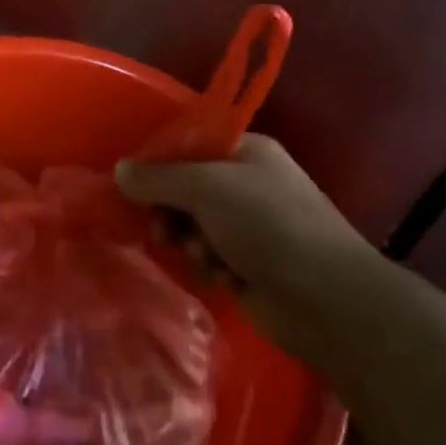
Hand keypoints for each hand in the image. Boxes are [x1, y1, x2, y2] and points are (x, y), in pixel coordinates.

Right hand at [117, 134, 372, 360]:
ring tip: (204, 257)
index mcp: (245, 151)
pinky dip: (210, 267)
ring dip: (191, 242)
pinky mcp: (248, 264)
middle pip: (185, 188)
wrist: (326, 299)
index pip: (188, 145)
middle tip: (163, 230)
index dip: (159, 163)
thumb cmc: (268, 225)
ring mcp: (249, 226)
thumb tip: (119, 170)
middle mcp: (246, 183)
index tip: (132, 184)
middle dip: (172, 211)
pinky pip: (208, 257)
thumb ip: (158, 178)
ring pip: (192, 226)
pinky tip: (222, 278)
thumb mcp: (207, 188)